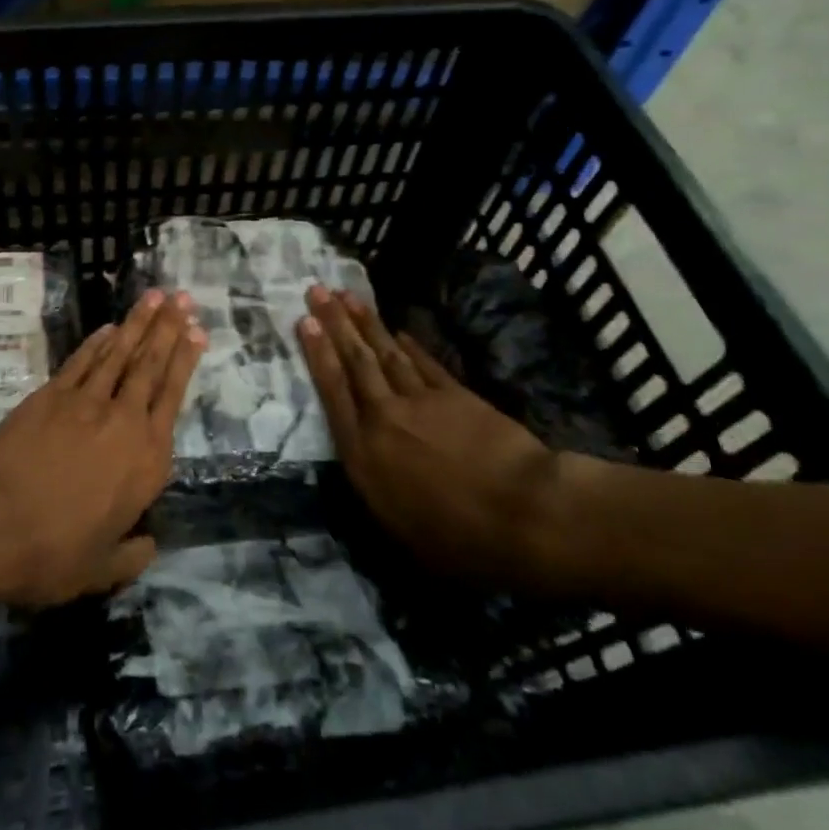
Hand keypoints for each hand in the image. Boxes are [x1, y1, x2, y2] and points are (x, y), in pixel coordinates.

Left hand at [0, 289, 205, 604]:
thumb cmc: (53, 552)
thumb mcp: (101, 570)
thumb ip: (132, 556)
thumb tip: (150, 546)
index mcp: (147, 460)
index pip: (173, 396)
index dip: (186, 360)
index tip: (198, 331)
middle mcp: (125, 421)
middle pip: (151, 365)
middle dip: (169, 328)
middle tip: (183, 298)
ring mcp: (86, 402)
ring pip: (121, 353)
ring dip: (139, 323)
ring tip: (156, 296)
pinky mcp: (52, 395)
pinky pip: (83, 361)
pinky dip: (98, 342)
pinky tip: (109, 327)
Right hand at [297, 286, 569, 588]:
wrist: (523, 514)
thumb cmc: (459, 539)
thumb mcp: (400, 531)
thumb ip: (376, 491)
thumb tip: (367, 468)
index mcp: (364, 455)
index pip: (333, 393)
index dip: (318, 354)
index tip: (305, 322)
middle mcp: (384, 418)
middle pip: (355, 362)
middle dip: (334, 323)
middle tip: (317, 290)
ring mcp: (421, 402)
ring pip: (385, 354)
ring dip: (365, 323)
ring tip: (347, 295)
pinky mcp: (455, 395)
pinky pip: (424, 363)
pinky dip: (410, 345)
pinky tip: (398, 330)